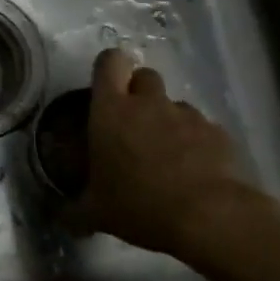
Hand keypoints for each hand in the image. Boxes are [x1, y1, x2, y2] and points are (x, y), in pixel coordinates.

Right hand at [67, 47, 274, 262]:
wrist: (211, 218)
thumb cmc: (140, 205)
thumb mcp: (97, 214)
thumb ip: (74, 211)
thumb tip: (61, 218)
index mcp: (112, 110)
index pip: (109, 62)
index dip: (109, 67)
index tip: (107, 86)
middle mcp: (149, 103)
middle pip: (145, 75)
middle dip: (140, 92)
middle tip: (134, 123)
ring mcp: (187, 115)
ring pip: (175, 103)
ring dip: (169, 120)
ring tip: (168, 155)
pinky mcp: (218, 133)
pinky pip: (202, 128)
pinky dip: (197, 142)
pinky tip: (196, 172)